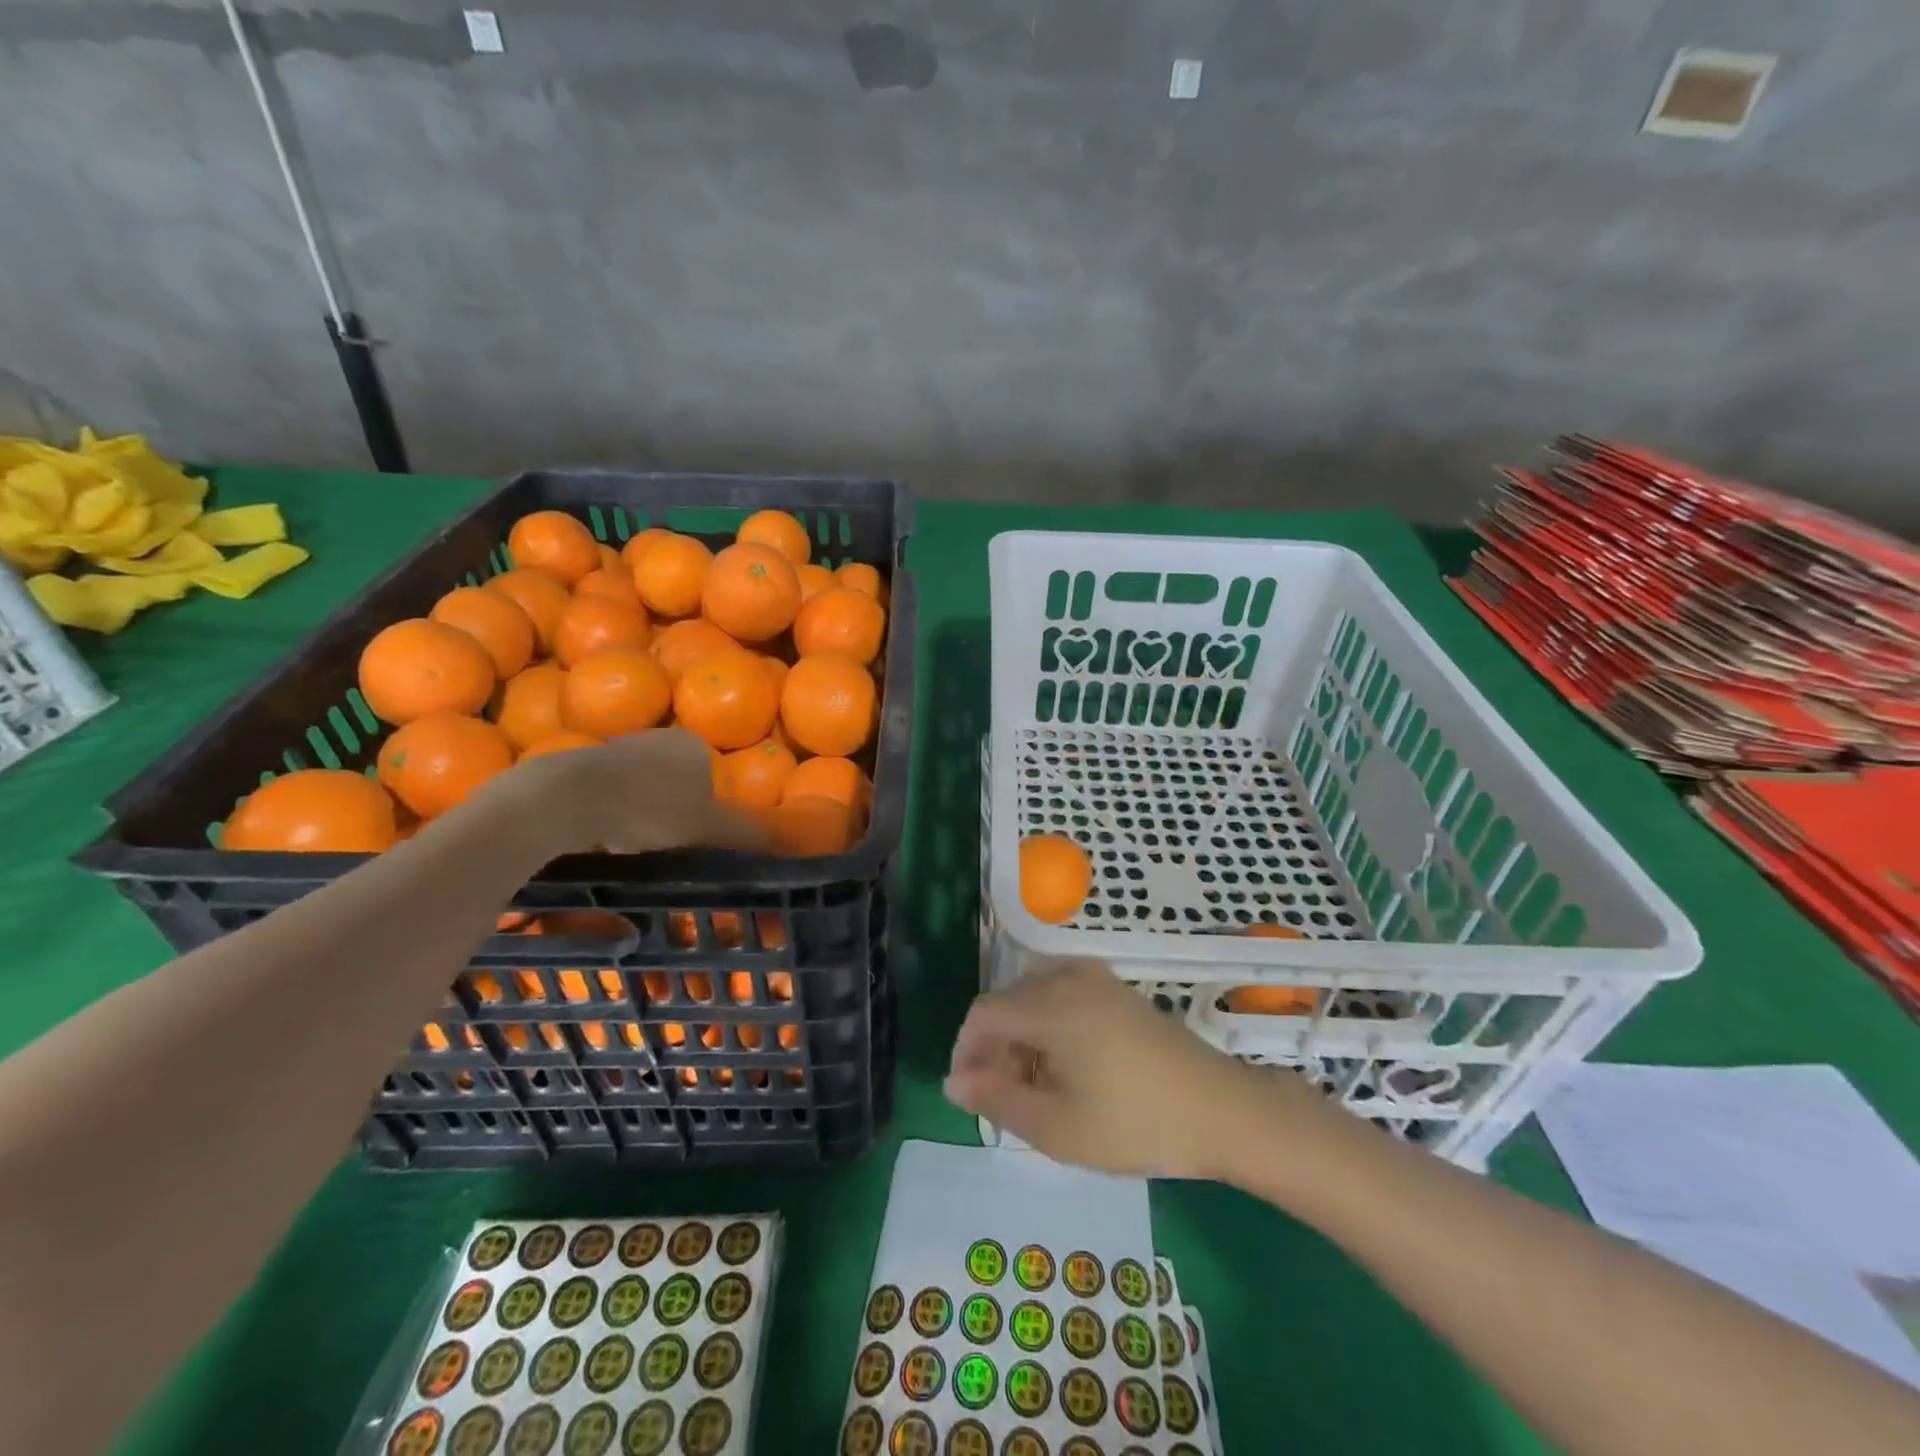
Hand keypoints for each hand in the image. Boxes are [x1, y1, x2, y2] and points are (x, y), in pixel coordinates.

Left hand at [481, 728, 767, 856]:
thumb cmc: (648, 810)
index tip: (700, 841)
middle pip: (678, 782)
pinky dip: (610, 815)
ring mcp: (615, 748)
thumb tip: (785, 841)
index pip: (714, 778)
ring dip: (640, 814)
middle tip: (669, 848)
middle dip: (675, 814)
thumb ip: (746, 833)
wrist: (563, 799)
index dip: (711, 812)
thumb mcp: (709, 828)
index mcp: (692, 745)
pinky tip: (602, 840)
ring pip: (641, 788)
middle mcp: (657, 738)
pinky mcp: (579, 764)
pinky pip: (607, 794)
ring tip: (633, 848)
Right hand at [944, 960, 1326, 1179]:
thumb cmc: (1134, 1123)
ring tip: (1035, 1090)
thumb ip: (997, 1099)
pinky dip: (1050, 1027)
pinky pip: (1065, 996)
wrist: (1222, 1110)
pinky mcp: (1119, 991)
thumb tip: (953, 1081)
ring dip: (1022, 1038)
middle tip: (1005, 1101)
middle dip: (995, 1048)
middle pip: (1008, 1002)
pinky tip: (1068, 1068)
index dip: (966, 1051)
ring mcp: (1098, 980)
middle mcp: (1068, 978)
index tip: (970, 1095)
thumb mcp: (1056, 1127)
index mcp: (1049, 1004)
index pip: (983, 1013)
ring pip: (1036, 999)